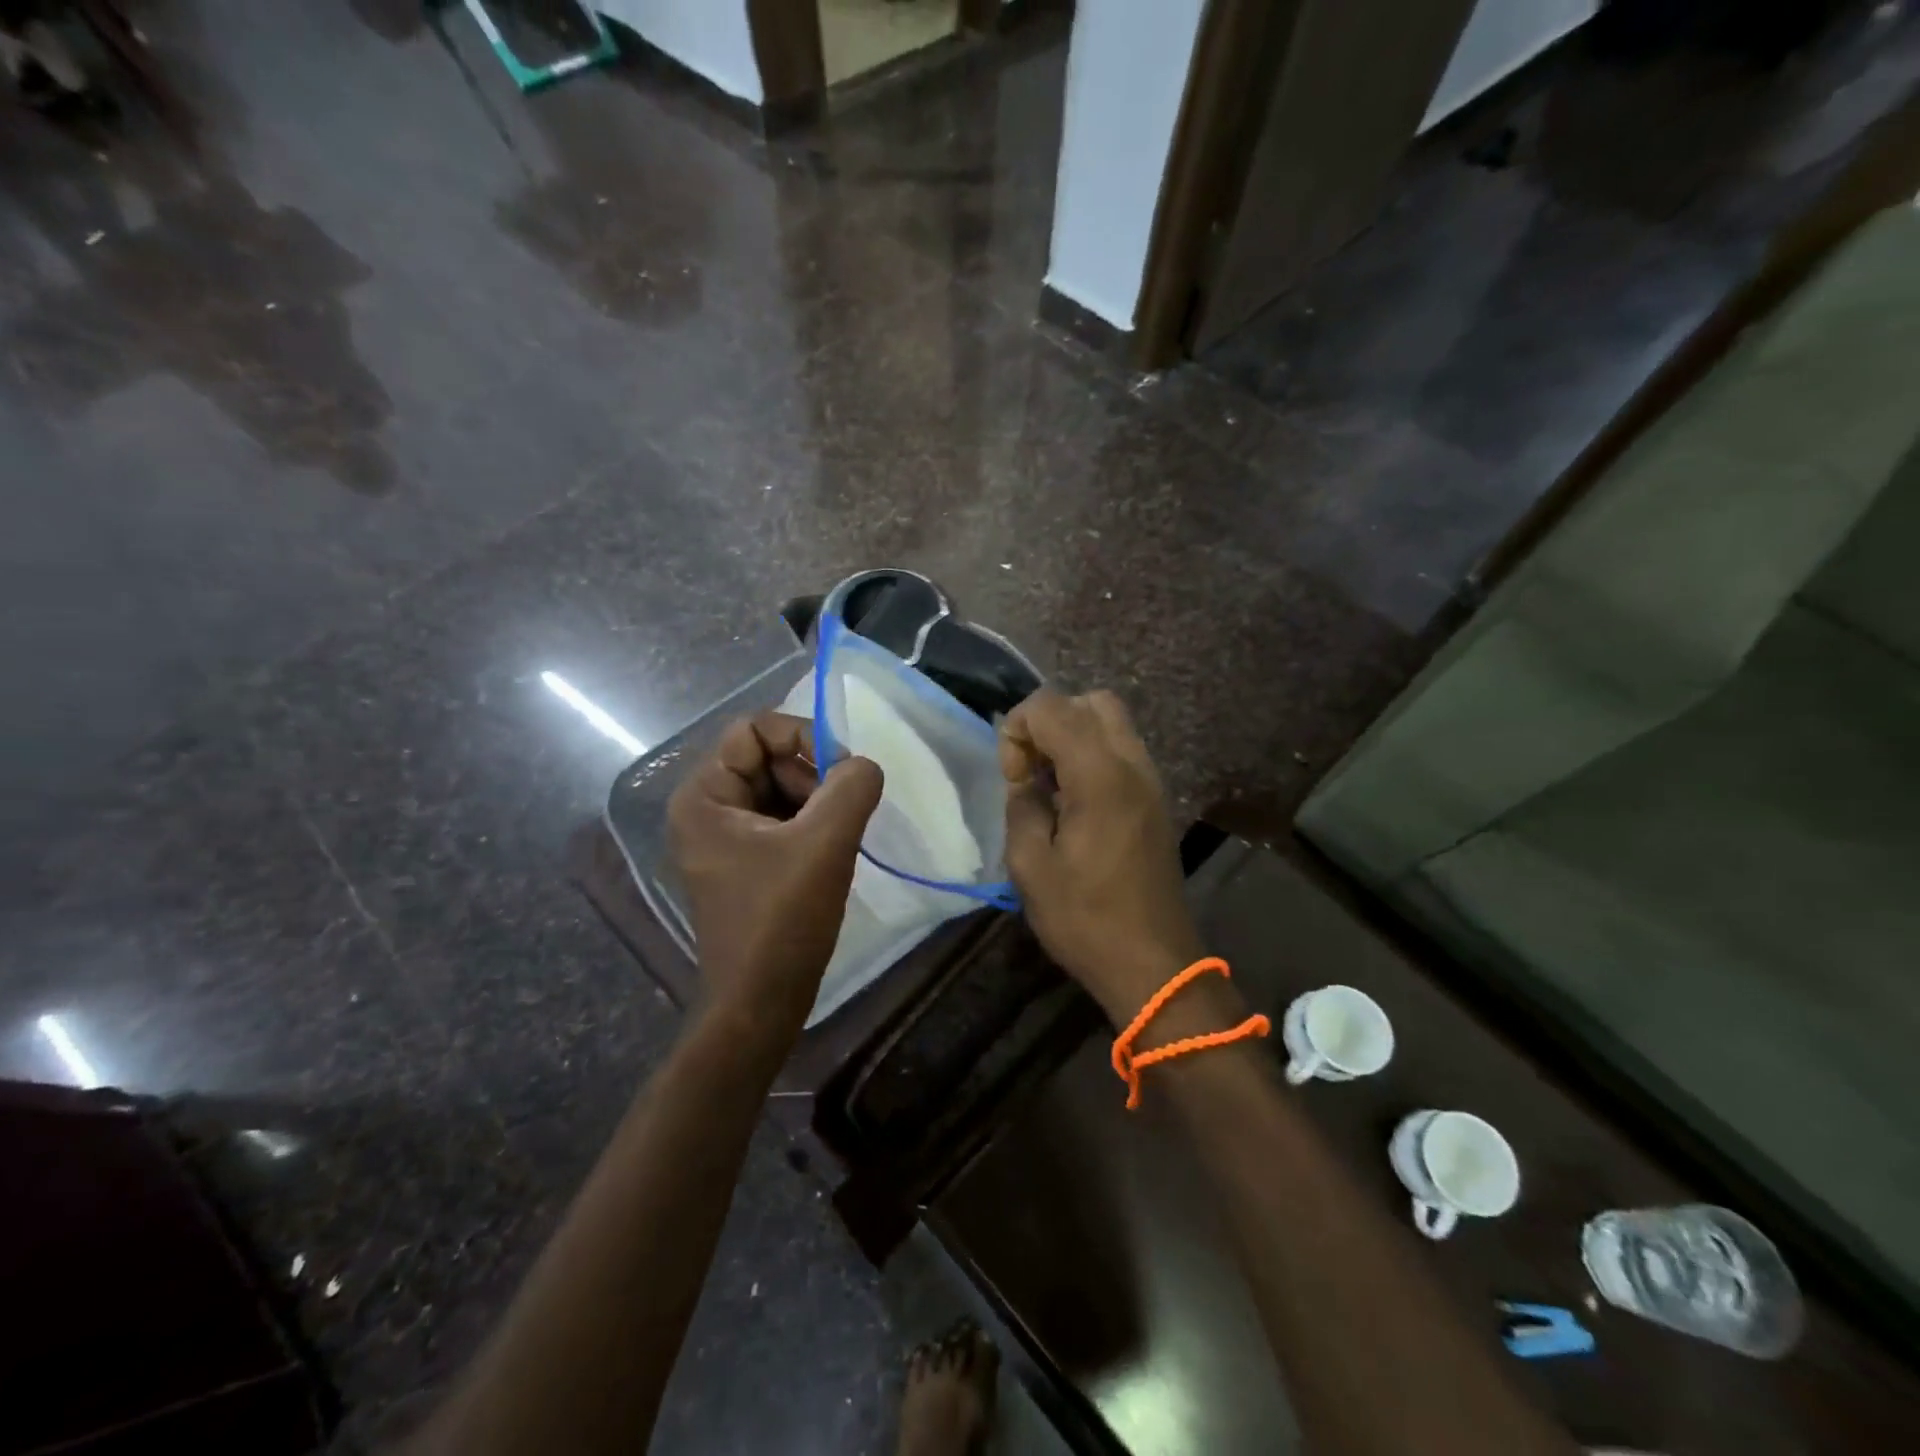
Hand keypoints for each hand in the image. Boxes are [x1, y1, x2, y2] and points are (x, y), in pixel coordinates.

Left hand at [667, 713, 882, 1043]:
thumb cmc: (782, 920)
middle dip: (812, 775)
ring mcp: (723, 838)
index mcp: (703, 796)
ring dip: (817, 802)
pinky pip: (782, 820)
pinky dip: (812, 826)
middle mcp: (705, 809)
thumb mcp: (824, 844)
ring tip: (837, 839)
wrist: (760, 1003)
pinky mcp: (744, 862)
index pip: (753, 729)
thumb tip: (864, 765)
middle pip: (767, 758)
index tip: (842, 771)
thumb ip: (851, 787)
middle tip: (842, 813)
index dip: (802, 737)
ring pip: (779, 789)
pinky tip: (830, 855)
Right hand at [1000, 690, 1205, 1026]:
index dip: (1019, 730)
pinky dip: (1092, 755)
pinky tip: (1075, 801)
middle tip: (1031, 770)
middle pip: (1091, 701)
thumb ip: (1021, 806)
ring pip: (1111, 721)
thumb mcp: (1030, 867)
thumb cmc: (1085, 919)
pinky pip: (1122, 750)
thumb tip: (1025, 780)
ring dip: (1072, 736)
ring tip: (1050, 786)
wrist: (1153, 963)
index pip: (1052, 707)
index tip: (1014, 779)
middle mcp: (1132, 765)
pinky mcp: (1156, 800)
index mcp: (1100, 776)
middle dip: (1049, 721)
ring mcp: (1151, 781)